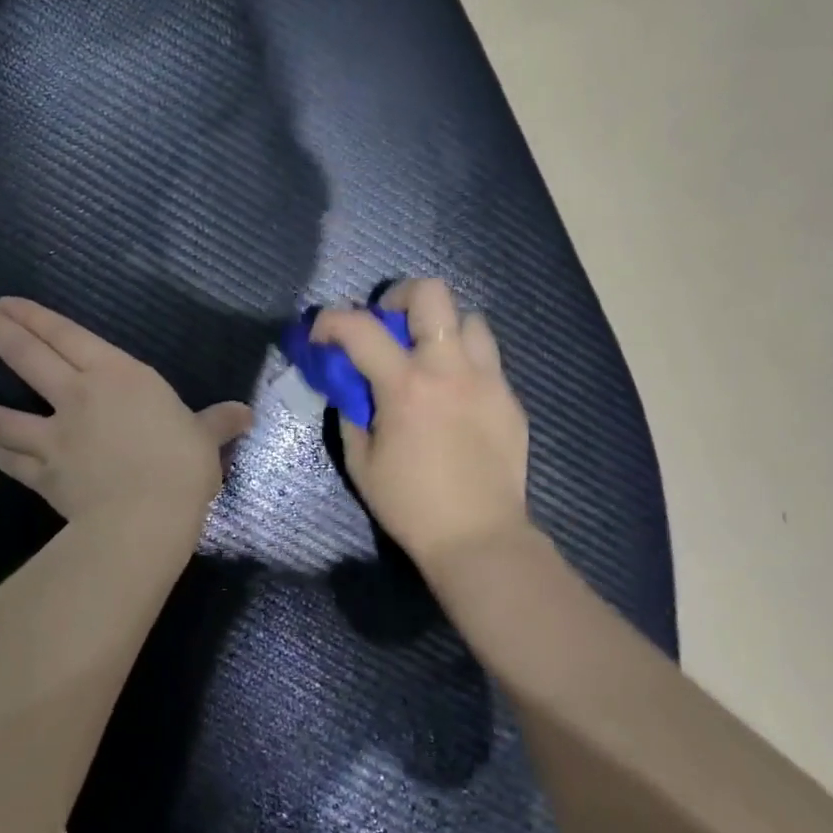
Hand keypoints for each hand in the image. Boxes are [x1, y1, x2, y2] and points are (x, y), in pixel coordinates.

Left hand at [0, 296, 252, 526]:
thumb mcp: (205, 439)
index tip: (5, 302)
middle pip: (28, 356)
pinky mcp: (45, 473)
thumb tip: (244, 414)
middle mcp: (79, 396)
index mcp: (117, 376)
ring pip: (3, 413)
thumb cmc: (181, 466)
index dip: (35, 316)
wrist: (147, 517)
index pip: (68, 336)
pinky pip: (10, 458)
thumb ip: (217, 422)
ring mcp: (56, 435)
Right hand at [311, 279, 531, 571]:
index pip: (360, 327)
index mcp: (406, 386)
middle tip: (389, 326)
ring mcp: (488, 380)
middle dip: (400, 297)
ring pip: (469, 319)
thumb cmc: (410, 505)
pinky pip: (487, 359)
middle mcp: (450, 370)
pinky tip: (454, 396)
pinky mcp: (510, 399)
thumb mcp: (361, 462)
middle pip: (432, 293)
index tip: (322, 335)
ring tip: (428, 357)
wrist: (479, 538)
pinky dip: (464, 362)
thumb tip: (350, 386)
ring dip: (441, 328)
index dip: (331, 320)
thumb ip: (351, 412)